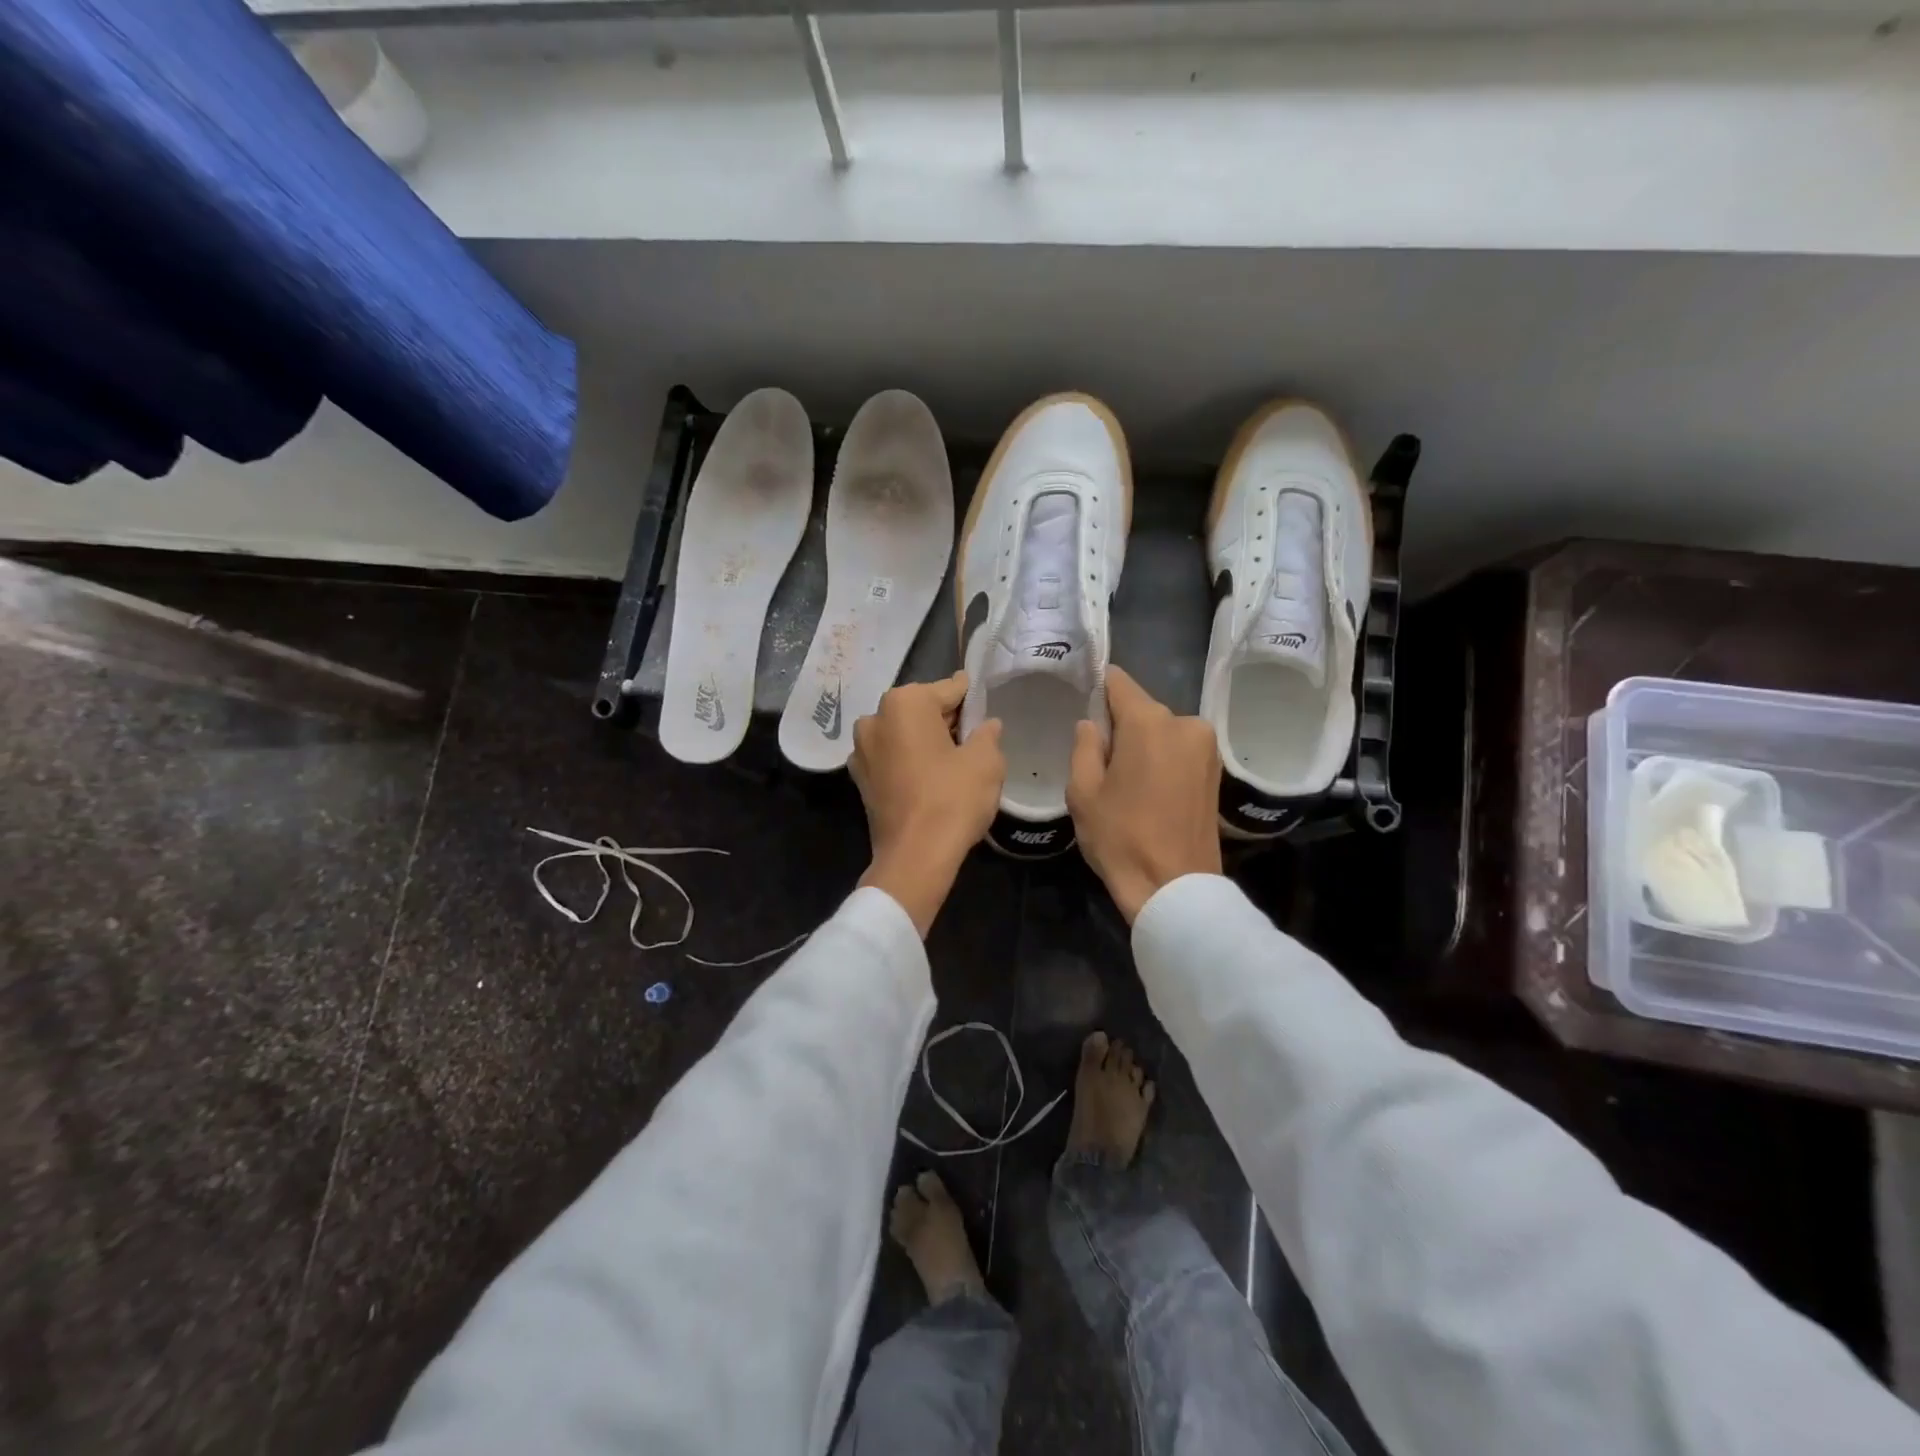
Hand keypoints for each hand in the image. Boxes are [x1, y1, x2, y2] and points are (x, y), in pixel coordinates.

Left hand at [851, 672, 1004, 935]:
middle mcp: (875, 718)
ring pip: (904, 734)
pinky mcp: (860, 779)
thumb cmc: (952, 799)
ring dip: (926, 741)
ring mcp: (861, 750)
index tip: (985, 702)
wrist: (915, 857)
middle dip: (947, 720)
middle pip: (922, 710)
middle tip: (975, 735)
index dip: (971, 698)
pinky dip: (910, 761)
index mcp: (904, 703)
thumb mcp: (986, 761)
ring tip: (954, 759)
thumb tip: (987, 725)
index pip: (949, 689)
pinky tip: (931, 778)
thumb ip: (988, 734)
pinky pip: (892, 758)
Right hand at [1068, 666, 1221, 922]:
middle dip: (1119, 725)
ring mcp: (1206, 746)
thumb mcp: (1083, 792)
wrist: (1175, 888)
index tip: (1081, 701)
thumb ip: (1084, 747)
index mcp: (1149, 722)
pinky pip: (1178, 749)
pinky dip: (1161, 759)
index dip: (1097, 687)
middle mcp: (1184, 723)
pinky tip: (1146, 789)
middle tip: (1098, 758)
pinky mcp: (1215, 770)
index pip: (1118, 682)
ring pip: (1161, 731)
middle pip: (1141, 709)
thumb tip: (1091, 725)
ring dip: (1142, 745)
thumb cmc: (1121, 837)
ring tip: (1123, 781)